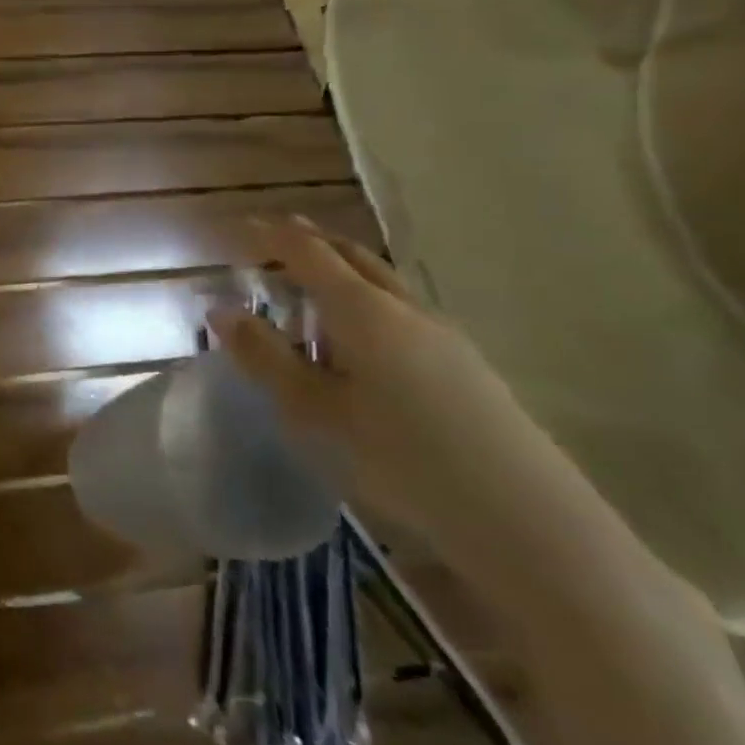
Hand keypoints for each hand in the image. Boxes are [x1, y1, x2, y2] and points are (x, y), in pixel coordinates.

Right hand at [209, 217, 560, 551]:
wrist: (524, 519)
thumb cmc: (401, 457)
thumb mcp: (315, 410)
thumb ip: (265, 357)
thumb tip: (220, 310)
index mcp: (362, 310)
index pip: (308, 253)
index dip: (272, 235)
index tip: (242, 225)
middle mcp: (403, 308)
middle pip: (352, 256)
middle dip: (312, 242)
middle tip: (277, 238)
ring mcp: (442, 335)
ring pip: (382, 282)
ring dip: (343, 270)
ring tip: (313, 283)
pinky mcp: (465, 364)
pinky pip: (402, 309)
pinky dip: (368, 300)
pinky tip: (362, 336)